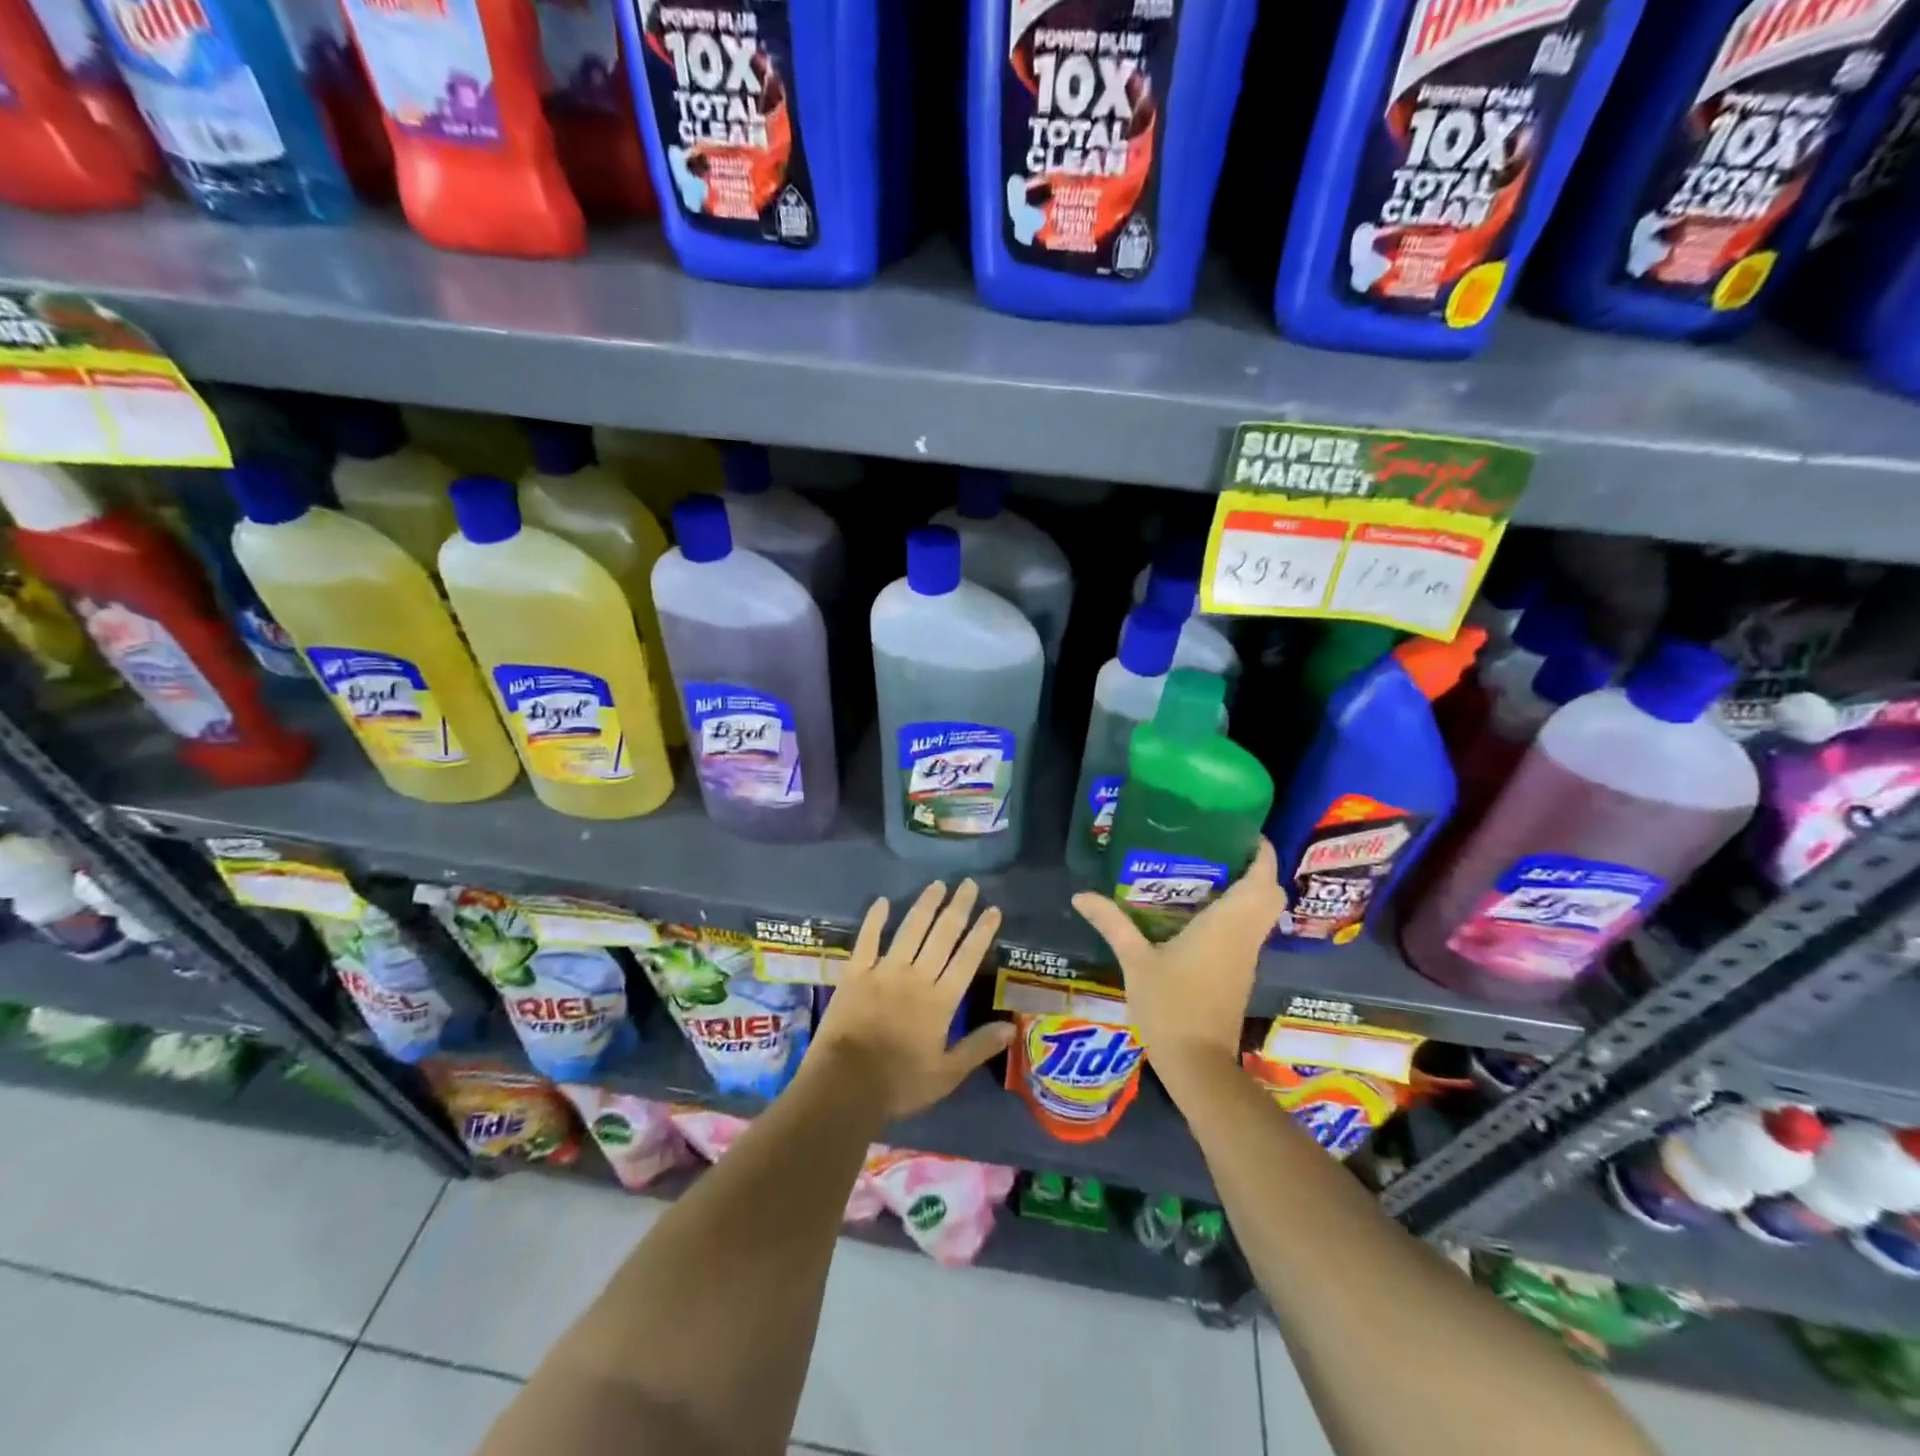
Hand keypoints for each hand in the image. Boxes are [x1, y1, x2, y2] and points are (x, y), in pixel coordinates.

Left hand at [808, 879, 1014, 1121]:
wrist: (845, 1084)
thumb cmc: (900, 1083)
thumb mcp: (947, 1074)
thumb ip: (979, 1047)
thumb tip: (1012, 1027)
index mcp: (942, 1000)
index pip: (968, 958)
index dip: (982, 932)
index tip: (993, 909)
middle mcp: (917, 976)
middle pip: (942, 935)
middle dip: (958, 908)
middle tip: (968, 883)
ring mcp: (884, 971)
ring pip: (910, 930)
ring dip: (925, 905)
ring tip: (937, 884)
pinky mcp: (856, 973)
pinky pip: (867, 939)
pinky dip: (875, 919)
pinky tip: (882, 901)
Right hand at [1071, 840, 1283, 1096]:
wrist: (1197, 1064)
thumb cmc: (1169, 1006)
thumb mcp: (1135, 961)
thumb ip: (1112, 923)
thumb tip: (1081, 895)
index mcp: (1226, 925)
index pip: (1262, 879)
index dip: (1262, 852)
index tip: (1243, 831)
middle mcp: (1244, 936)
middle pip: (1270, 894)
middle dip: (1257, 870)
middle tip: (1222, 852)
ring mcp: (1246, 957)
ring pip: (1263, 915)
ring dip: (1249, 892)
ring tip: (1209, 875)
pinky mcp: (1241, 974)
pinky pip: (1250, 932)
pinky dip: (1239, 915)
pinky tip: (1202, 914)